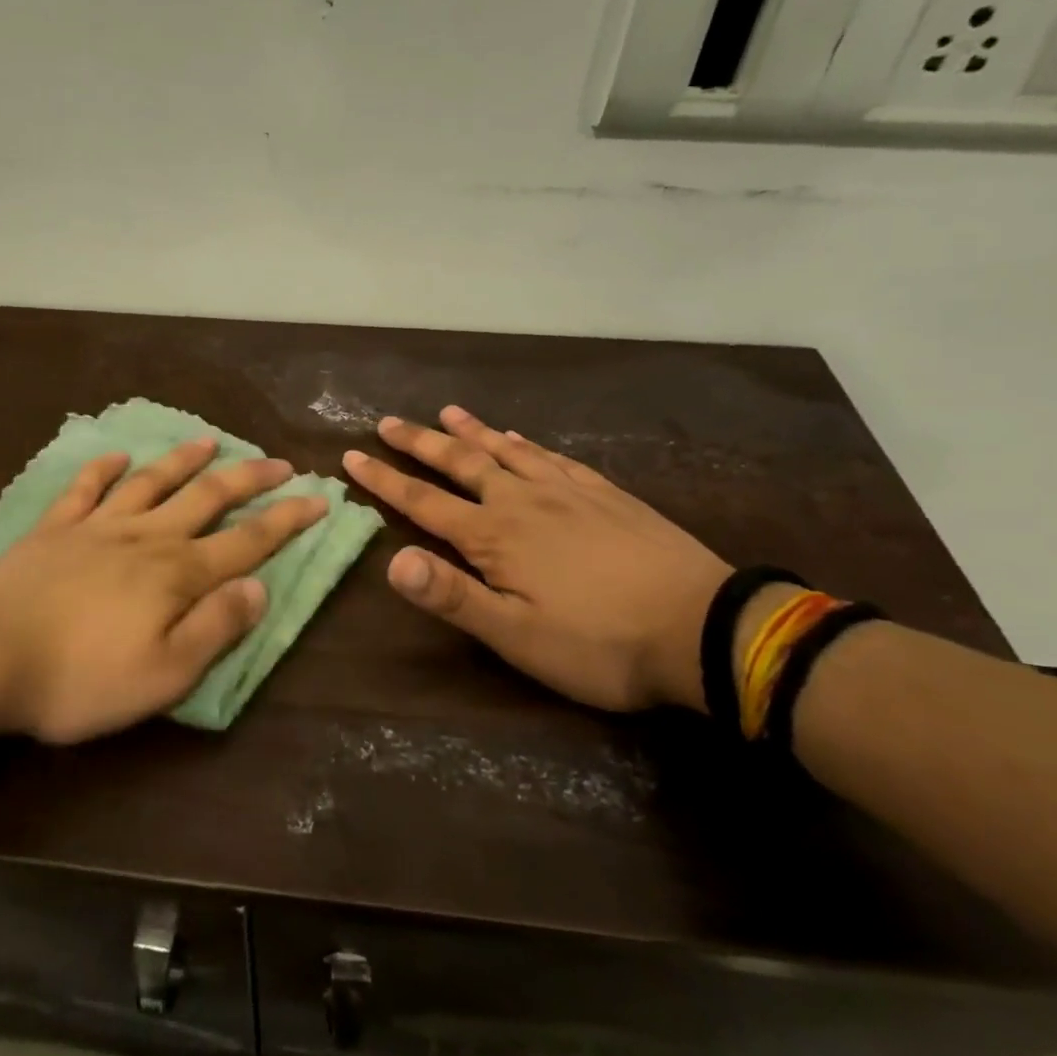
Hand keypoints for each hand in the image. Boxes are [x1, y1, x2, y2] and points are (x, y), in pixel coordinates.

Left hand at [0, 438, 327, 743]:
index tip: (319, 497)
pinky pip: (84, 488)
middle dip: (248, 478)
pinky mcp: (55, 528)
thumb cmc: (81, 678)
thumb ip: (216, 627)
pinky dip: (102, 469)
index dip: (287, 519)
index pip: (247, 540)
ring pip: (151, 482)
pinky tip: (116, 455)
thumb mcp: (165, 673)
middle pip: (207, 497)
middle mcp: (146, 537)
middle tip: (278, 462)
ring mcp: (97, 526)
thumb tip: (260, 587)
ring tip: (209, 441)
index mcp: (178, 574)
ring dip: (183, 460)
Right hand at [340, 406, 728, 711]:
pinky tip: (520, 438)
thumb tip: (390, 560)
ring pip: (506, 451)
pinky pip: (553, 458)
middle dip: (419, 443)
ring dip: (471, 432)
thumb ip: (452, 595)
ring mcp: (568, 492)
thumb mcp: (515, 636)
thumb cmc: (599, 643)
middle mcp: (523, 501)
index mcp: (494, 536)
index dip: (384, 480)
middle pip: (461, 463)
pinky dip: (526, 444)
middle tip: (388, 422)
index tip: (352, 456)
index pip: (423, 501)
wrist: (704, 628)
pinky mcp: (605, 494)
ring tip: (447, 412)